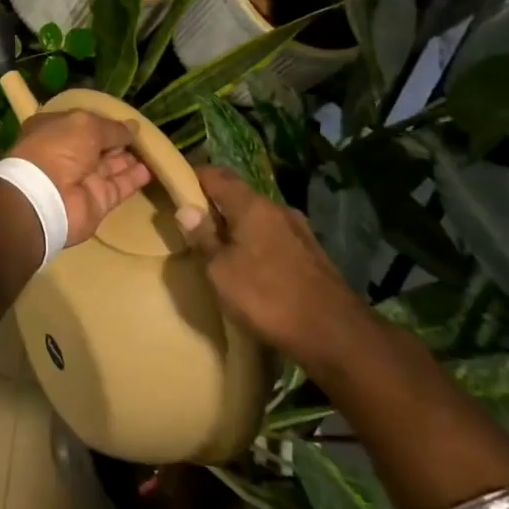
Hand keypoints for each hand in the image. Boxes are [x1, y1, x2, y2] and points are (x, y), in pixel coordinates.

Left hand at [7, 110, 152, 245]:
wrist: (47, 198)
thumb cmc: (58, 148)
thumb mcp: (86, 125)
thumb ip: (111, 128)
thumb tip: (132, 128)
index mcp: (52, 130)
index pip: (80, 123)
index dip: (101, 121)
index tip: (123, 119)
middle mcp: (66, 154)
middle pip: (97, 145)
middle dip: (117, 140)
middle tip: (143, 135)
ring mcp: (81, 179)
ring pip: (110, 166)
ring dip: (129, 158)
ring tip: (152, 149)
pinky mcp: (97, 200)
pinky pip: (119, 186)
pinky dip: (134, 178)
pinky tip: (151, 169)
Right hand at [179, 165, 365, 362]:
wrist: (334, 334)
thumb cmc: (267, 297)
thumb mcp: (220, 270)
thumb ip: (203, 238)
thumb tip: (187, 209)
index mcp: (252, 206)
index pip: (217, 175)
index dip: (193, 174)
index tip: (173, 182)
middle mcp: (277, 209)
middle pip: (238, 195)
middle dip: (213, 202)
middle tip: (190, 218)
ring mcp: (298, 231)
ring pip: (257, 217)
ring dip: (235, 224)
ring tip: (216, 243)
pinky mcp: (310, 254)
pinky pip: (272, 236)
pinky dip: (254, 241)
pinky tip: (247, 262)